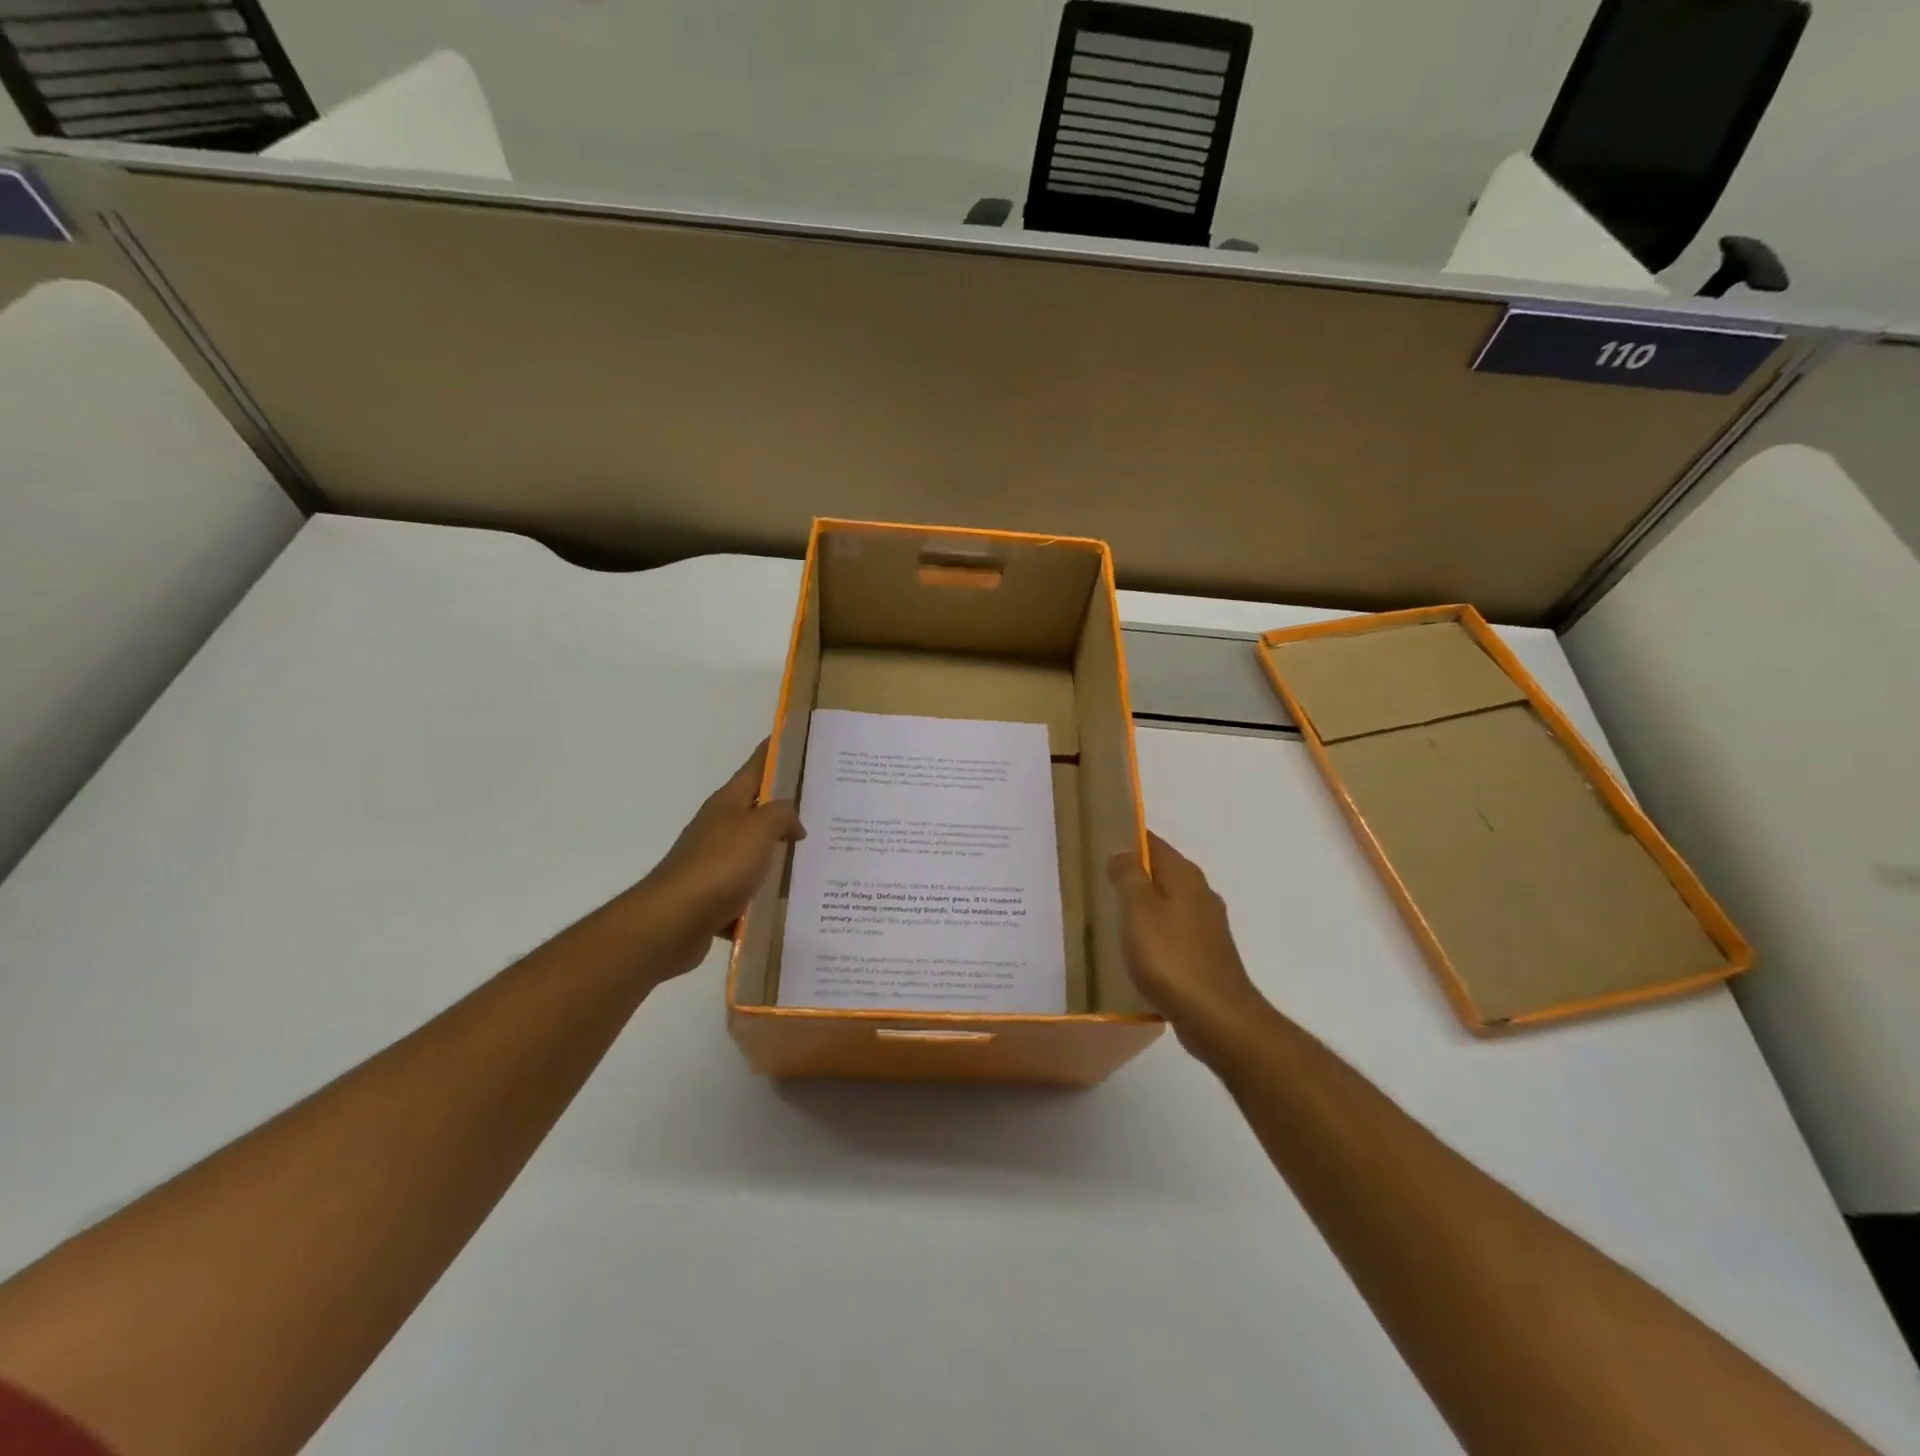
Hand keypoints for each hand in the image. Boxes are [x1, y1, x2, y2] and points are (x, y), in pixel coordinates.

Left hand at [624, 740, 804, 979]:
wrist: (673, 921)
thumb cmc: (719, 865)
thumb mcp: (759, 829)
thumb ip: (782, 815)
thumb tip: (794, 823)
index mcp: (728, 803)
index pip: (756, 766)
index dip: (775, 751)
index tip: (797, 739)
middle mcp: (719, 827)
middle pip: (758, 810)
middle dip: (788, 809)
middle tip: (826, 808)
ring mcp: (715, 863)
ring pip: (756, 853)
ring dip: (780, 855)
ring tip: (818, 858)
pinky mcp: (715, 897)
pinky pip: (749, 891)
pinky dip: (766, 896)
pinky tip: (790, 902)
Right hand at [1107, 832, 1267, 1048]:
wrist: (1217, 1019)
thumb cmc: (1171, 959)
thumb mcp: (1138, 911)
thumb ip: (1128, 876)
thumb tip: (1121, 851)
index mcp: (1185, 876)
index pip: (1152, 842)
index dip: (1125, 839)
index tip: (1096, 845)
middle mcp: (1200, 893)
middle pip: (1160, 872)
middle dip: (1132, 874)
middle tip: (1095, 881)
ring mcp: (1207, 926)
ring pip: (1167, 903)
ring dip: (1142, 906)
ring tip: (1109, 916)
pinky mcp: (1206, 954)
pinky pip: (1172, 932)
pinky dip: (1153, 933)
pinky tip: (1135, 949)